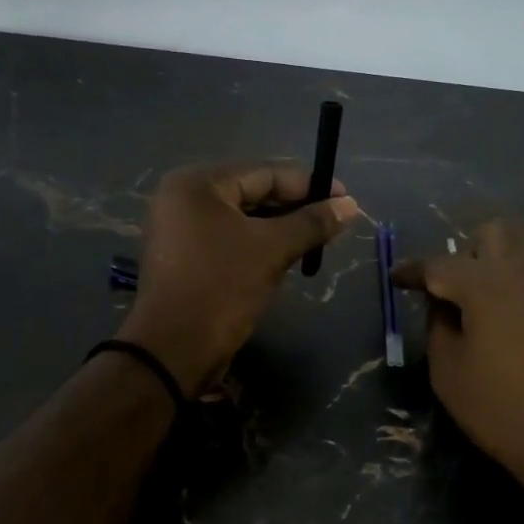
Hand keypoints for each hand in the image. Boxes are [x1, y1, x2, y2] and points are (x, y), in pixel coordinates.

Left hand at [120, 162, 360, 393]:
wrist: (173, 350)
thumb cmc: (222, 287)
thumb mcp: (272, 249)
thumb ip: (312, 222)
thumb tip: (350, 205)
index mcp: (197, 184)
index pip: (264, 173)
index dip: (308, 184)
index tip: (345, 197)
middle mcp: (183, 198)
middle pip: (252, 193)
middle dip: (295, 208)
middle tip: (335, 220)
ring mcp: (180, 229)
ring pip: (242, 219)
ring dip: (280, 228)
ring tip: (317, 239)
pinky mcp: (184, 257)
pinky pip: (229, 240)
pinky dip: (258, 244)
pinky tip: (288, 255)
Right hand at [392, 220, 523, 523]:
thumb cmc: (505, 411)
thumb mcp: (449, 374)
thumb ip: (437, 326)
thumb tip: (442, 304)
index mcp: (485, 283)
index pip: (438, 264)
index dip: (413, 272)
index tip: (400, 279)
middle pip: (493, 231)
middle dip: (471, 254)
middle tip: (464, 289)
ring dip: (517, 250)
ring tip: (510, 284)